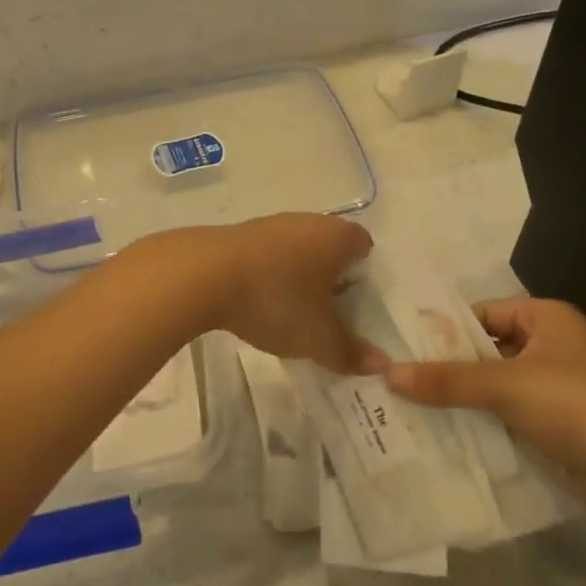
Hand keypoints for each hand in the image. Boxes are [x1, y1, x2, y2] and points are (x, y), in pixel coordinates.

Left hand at [167, 214, 384, 374]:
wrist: (204, 275)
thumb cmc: (276, 299)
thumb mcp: (318, 337)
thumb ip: (350, 352)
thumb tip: (381, 364)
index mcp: (337, 237)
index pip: (365, 246)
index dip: (366, 276)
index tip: (357, 306)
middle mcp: (308, 222)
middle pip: (330, 248)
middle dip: (332, 279)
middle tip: (329, 315)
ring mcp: (271, 224)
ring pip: (297, 251)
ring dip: (298, 277)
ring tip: (292, 313)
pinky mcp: (239, 235)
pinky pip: (268, 256)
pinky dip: (270, 276)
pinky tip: (259, 302)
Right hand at [384, 298, 585, 519]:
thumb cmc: (573, 405)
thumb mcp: (504, 385)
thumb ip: (446, 380)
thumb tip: (387, 375)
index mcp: (548, 317)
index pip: (484, 312)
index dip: (446, 329)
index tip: (405, 348)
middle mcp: (555, 345)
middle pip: (488, 349)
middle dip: (450, 367)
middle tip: (402, 380)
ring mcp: (560, 386)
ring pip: (497, 384)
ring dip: (465, 397)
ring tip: (414, 408)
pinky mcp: (561, 423)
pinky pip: (511, 412)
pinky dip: (485, 420)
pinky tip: (449, 432)